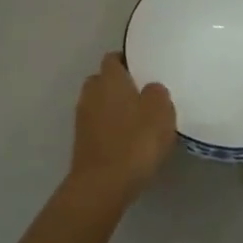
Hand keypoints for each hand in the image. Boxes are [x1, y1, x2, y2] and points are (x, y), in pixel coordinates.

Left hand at [69, 54, 175, 198]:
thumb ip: (157, 93)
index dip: (128, 61)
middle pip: (103, 80)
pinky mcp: (81, 141)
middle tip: (142, 95)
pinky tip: (127, 141)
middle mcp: (91, 93)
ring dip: (113, 108)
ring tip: (137, 120)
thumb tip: (150, 89)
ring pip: (99, 103)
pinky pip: (97, 125)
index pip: (113, 59)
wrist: (103, 184)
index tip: (144, 70)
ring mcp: (82, 118)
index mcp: (110, 79)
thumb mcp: (160, 111)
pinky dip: (109, 128)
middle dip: (119, 85)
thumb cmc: (136, 141)